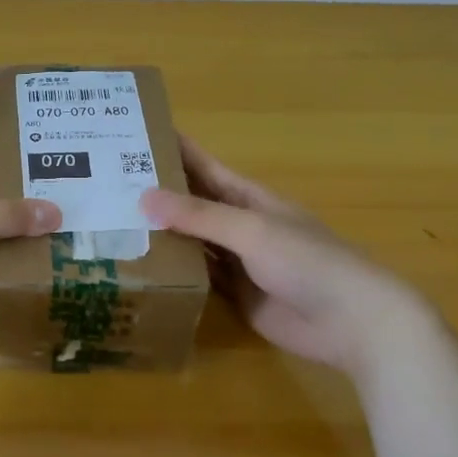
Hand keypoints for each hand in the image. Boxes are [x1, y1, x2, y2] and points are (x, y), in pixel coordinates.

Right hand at [139, 136, 426, 374]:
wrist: (351, 321)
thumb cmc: (307, 262)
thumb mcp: (251, 230)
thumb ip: (200, 216)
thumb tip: (143, 198)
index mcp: (248, 197)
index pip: (203, 166)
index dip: (173, 149)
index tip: (135, 134)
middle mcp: (239, 224)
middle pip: (192, 203)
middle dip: (157, 193)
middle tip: (106, 184)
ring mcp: (237, 261)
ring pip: (192, 241)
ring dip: (161, 233)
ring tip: (113, 223)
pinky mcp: (235, 295)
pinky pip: (198, 276)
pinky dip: (174, 270)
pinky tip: (142, 266)